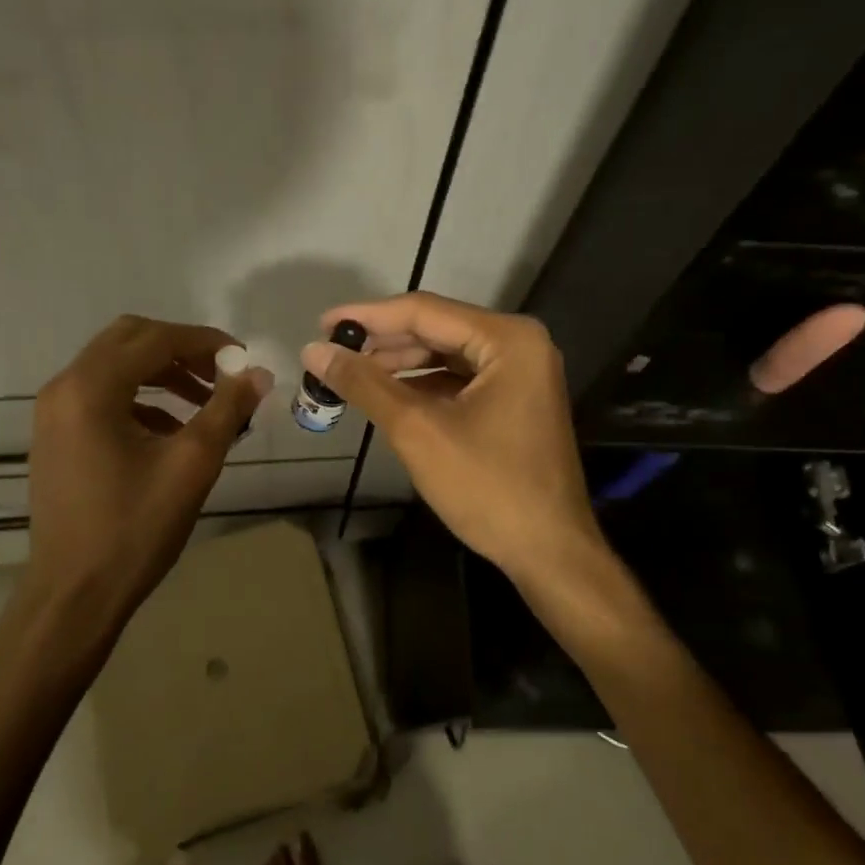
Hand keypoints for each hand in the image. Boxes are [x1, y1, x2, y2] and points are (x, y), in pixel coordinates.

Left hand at [29, 315, 271, 615]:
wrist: (75, 594)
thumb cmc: (135, 529)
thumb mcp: (192, 464)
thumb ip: (228, 409)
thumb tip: (259, 373)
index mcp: (92, 388)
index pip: (155, 338)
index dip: (205, 342)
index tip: (243, 359)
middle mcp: (65, 387)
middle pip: (129, 339)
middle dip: (181, 349)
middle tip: (221, 374)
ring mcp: (54, 411)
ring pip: (115, 365)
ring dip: (162, 372)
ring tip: (206, 401)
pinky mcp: (56, 434)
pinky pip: (103, 393)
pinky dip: (141, 396)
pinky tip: (172, 428)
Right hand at [301, 292, 602, 585]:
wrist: (550, 552)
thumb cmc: (487, 487)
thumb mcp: (417, 430)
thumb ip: (365, 384)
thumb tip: (313, 350)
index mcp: (507, 339)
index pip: (424, 311)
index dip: (368, 317)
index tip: (322, 324)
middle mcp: (520, 343)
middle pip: (437, 329)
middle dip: (383, 343)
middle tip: (332, 353)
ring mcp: (521, 372)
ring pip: (447, 354)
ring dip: (400, 364)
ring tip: (351, 376)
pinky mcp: (515, 399)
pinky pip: (461, 378)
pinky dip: (423, 385)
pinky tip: (389, 396)